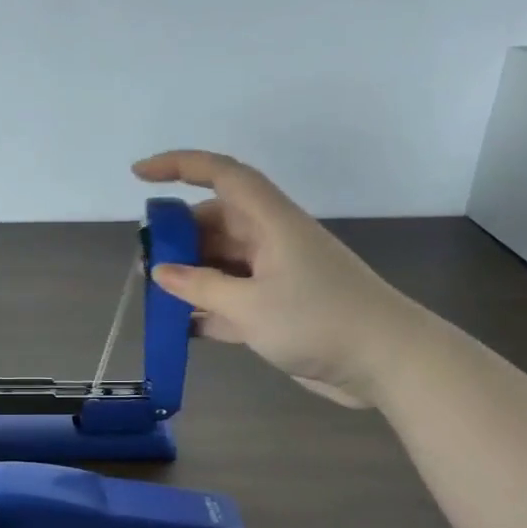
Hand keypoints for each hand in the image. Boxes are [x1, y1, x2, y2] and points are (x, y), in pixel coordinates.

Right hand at [132, 150, 423, 407]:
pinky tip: (181, 328)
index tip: (139, 174)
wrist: (387, 362)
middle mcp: (270, 240)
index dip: (179, 165)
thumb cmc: (319, 320)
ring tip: (155, 298)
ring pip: (220, 263)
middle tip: (144, 263)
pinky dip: (208, 309)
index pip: (222, 175)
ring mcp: (275, 275)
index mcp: (270, 222)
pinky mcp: (278, 307)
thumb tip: (161, 271)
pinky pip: (232, 298)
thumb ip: (201, 288)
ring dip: (190, 277)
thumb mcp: (250, 306)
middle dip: (177, 238)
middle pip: (215, 223)